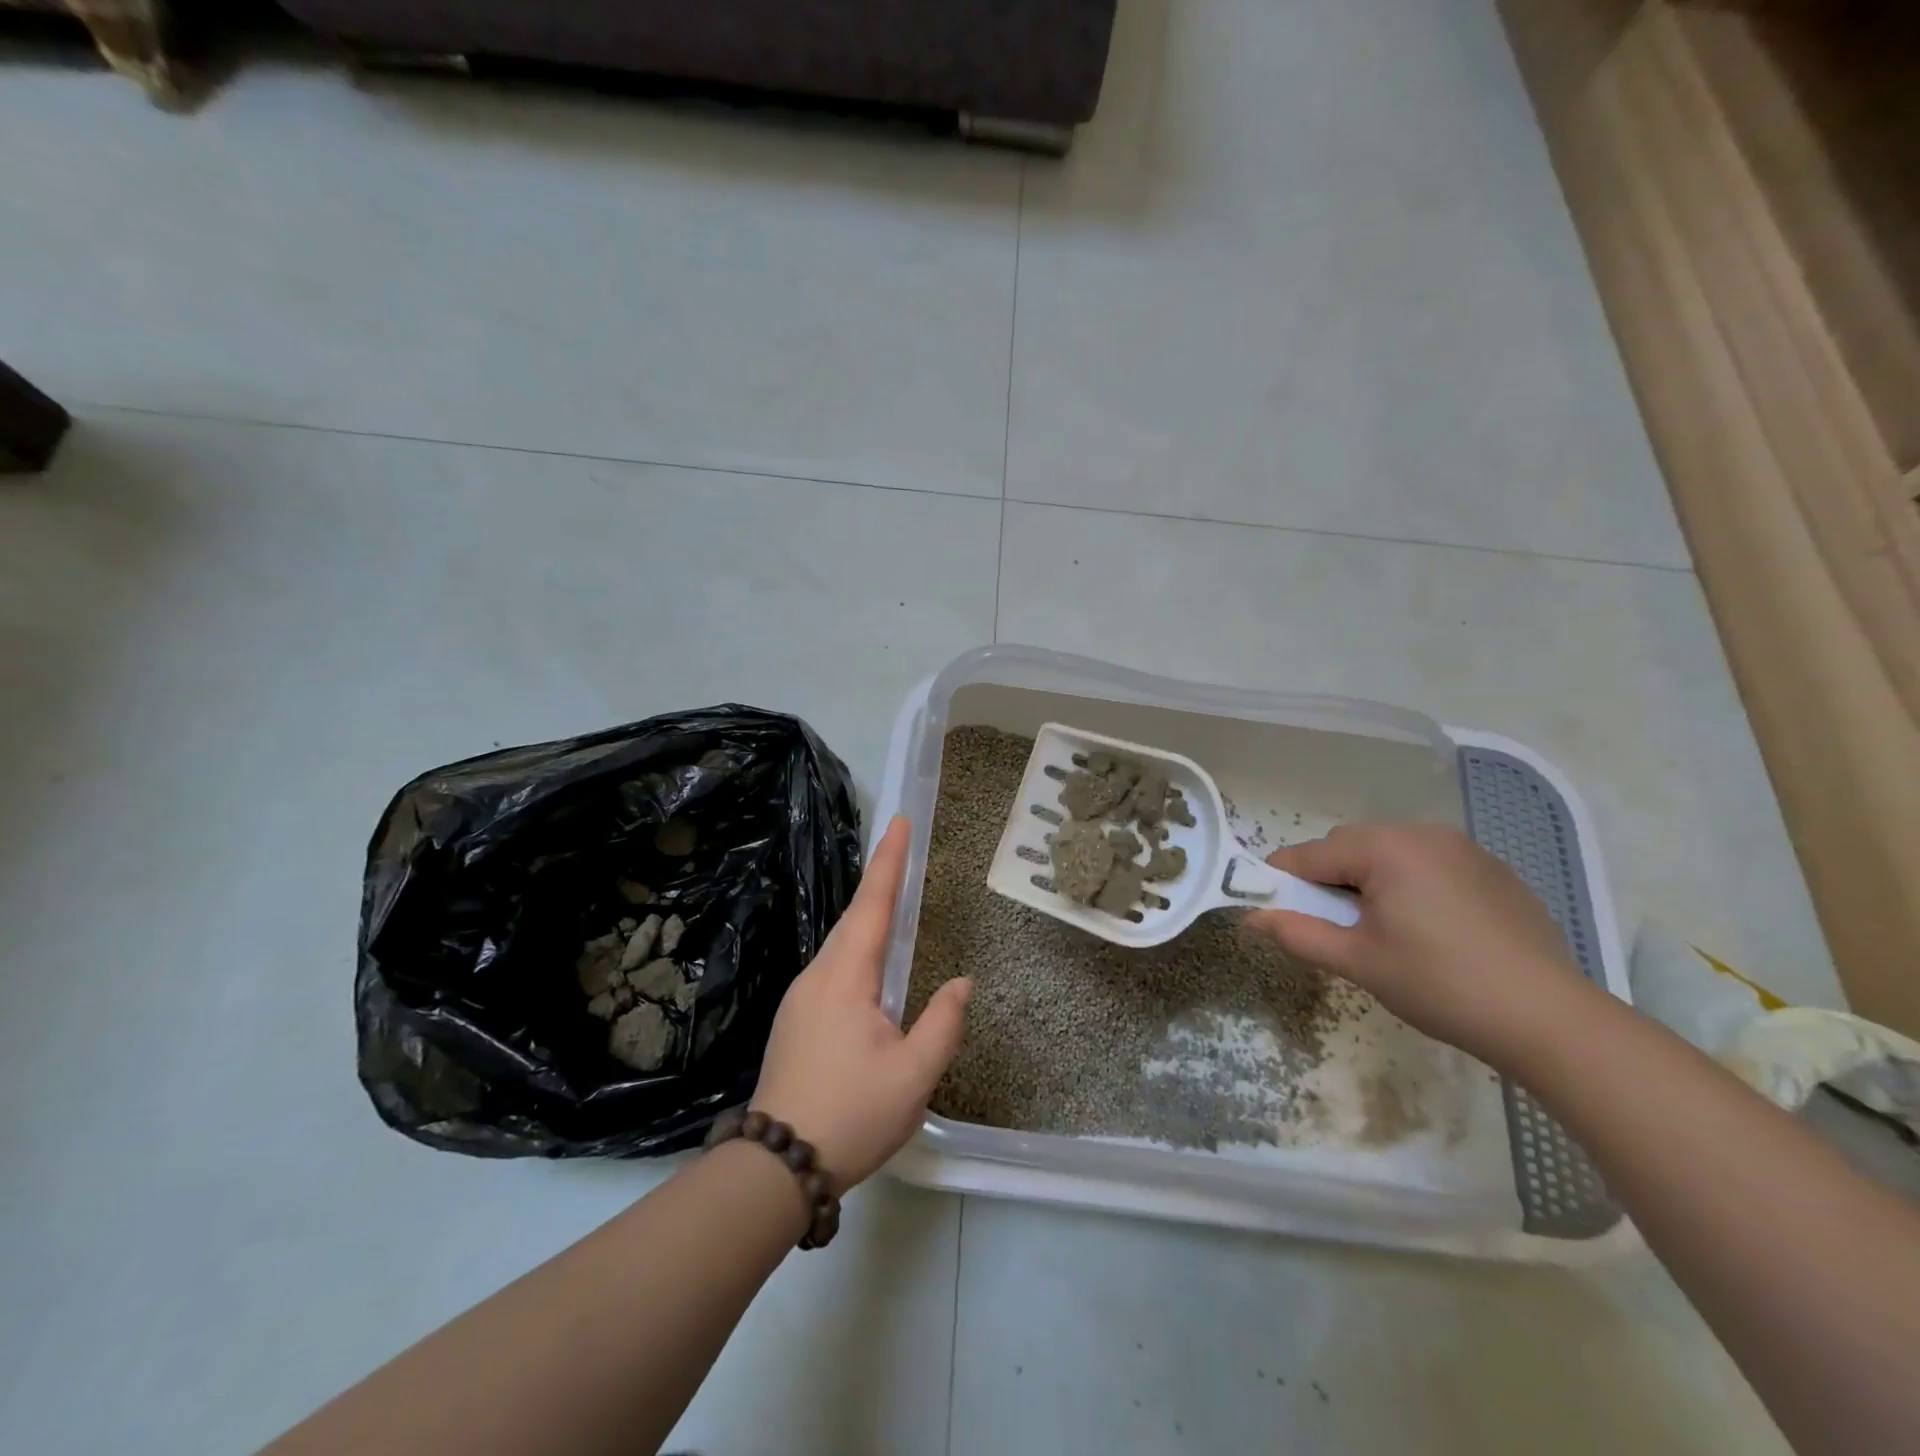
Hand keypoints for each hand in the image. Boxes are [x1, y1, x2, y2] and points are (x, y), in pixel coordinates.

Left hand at [751, 816, 970, 1189]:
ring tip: (893, 897)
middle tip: (903, 848)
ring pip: (841, 945)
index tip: (899, 822)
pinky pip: (833, 969)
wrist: (776, 1167)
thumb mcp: (913, 1075)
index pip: (872, 905)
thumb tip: (961, 983)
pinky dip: (857, 949)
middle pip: (854, 918)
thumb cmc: (851, 1115)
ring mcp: (801, 998)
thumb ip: (942, 1022)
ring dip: (868, 917)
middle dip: (879, 880)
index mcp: (845, 977)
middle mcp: (817, 976)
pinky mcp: (796, 1021)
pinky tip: (870, 966)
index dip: (888, 861)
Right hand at [1248, 823, 1590, 1065]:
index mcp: (1385, 849)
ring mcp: (1464, 849)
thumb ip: (1298, 934)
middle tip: (1336, 928)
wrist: (1551, 1019)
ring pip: (1389, 853)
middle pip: (1349, 846)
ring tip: (1384, 931)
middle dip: (1329, 880)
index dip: (1283, 881)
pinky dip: (1411, 885)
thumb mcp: (1359, 963)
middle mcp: (1422, 833)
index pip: (1310, 854)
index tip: (1274, 910)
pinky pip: (1429, 864)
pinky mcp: (1494, 870)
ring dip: (1370, 881)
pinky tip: (1431, 930)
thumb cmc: (1441, 985)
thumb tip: (1253, 918)